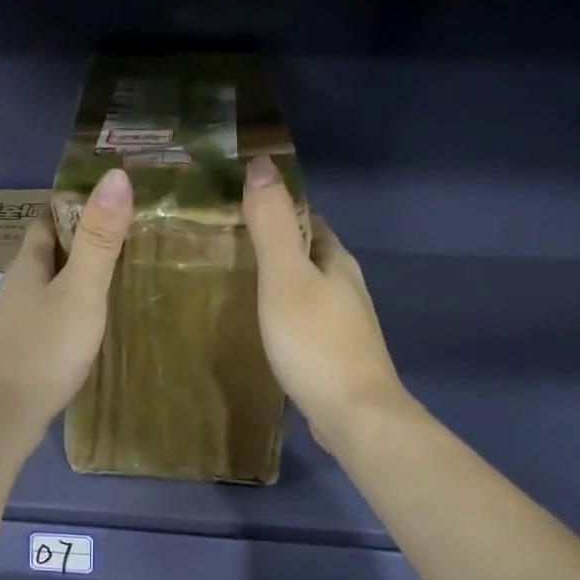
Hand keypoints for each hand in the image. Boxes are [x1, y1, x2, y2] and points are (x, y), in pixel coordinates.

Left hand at [0, 169, 133, 441]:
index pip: (48, 219)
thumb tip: (116, 174)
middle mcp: (21, 286)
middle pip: (52, 252)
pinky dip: (79, 307)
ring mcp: (22, 320)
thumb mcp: (80, 289)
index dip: (76, 204)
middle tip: (131, 233)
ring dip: (83, 275)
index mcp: (29, 263)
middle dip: (85, 239)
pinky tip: (101, 319)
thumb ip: (100, 237)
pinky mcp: (29, 348)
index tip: (113, 197)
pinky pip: (57, 314)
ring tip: (125, 272)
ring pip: (55, 285)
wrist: (5, 414)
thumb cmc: (44, 346)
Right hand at [242, 156, 406, 451]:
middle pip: (307, 254)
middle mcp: (345, 286)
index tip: (236, 208)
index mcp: (335, 260)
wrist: (354, 415)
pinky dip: (282, 313)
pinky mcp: (334, 353)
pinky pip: (304, 319)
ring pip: (306, 288)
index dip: (276, 209)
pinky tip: (261, 326)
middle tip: (225, 246)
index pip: (307, 219)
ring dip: (278, 281)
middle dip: (274, 246)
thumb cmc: (315, 342)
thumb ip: (272, 226)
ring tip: (235, 283)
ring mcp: (343, 322)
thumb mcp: (285, 278)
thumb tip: (261, 164)